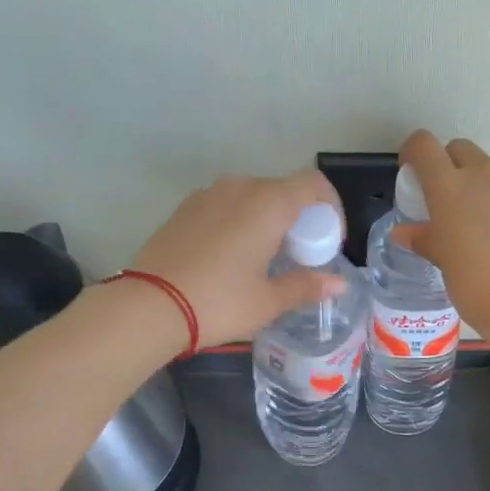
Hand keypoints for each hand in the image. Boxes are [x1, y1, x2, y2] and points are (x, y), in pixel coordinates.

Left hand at [130, 170, 346, 345]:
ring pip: (252, 197)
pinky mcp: (185, 208)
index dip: (331, 209)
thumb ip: (306, 286)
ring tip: (266, 257)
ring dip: (268, 219)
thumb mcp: (268, 301)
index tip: (329, 241)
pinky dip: (240, 221)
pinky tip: (233, 256)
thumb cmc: (219, 303)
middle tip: (300, 256)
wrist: (150, 306)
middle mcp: (239, 188)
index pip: (313, 185)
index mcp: (268, 204)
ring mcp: (207, 195)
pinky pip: (226, 205)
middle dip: (300, 218)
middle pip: (283, 190)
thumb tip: (339, 284)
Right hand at [393, 130, 489, 343]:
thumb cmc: (475, 283)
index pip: (424, 146)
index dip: (413, 153)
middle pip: (460, 150)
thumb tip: (403, 233)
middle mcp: (484, 176)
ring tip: (473, 224)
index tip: (410, 174)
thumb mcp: (442, 262)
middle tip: (442, 201)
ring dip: (477, 186)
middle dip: (448, 165)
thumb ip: (423, 239)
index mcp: (450, 186)